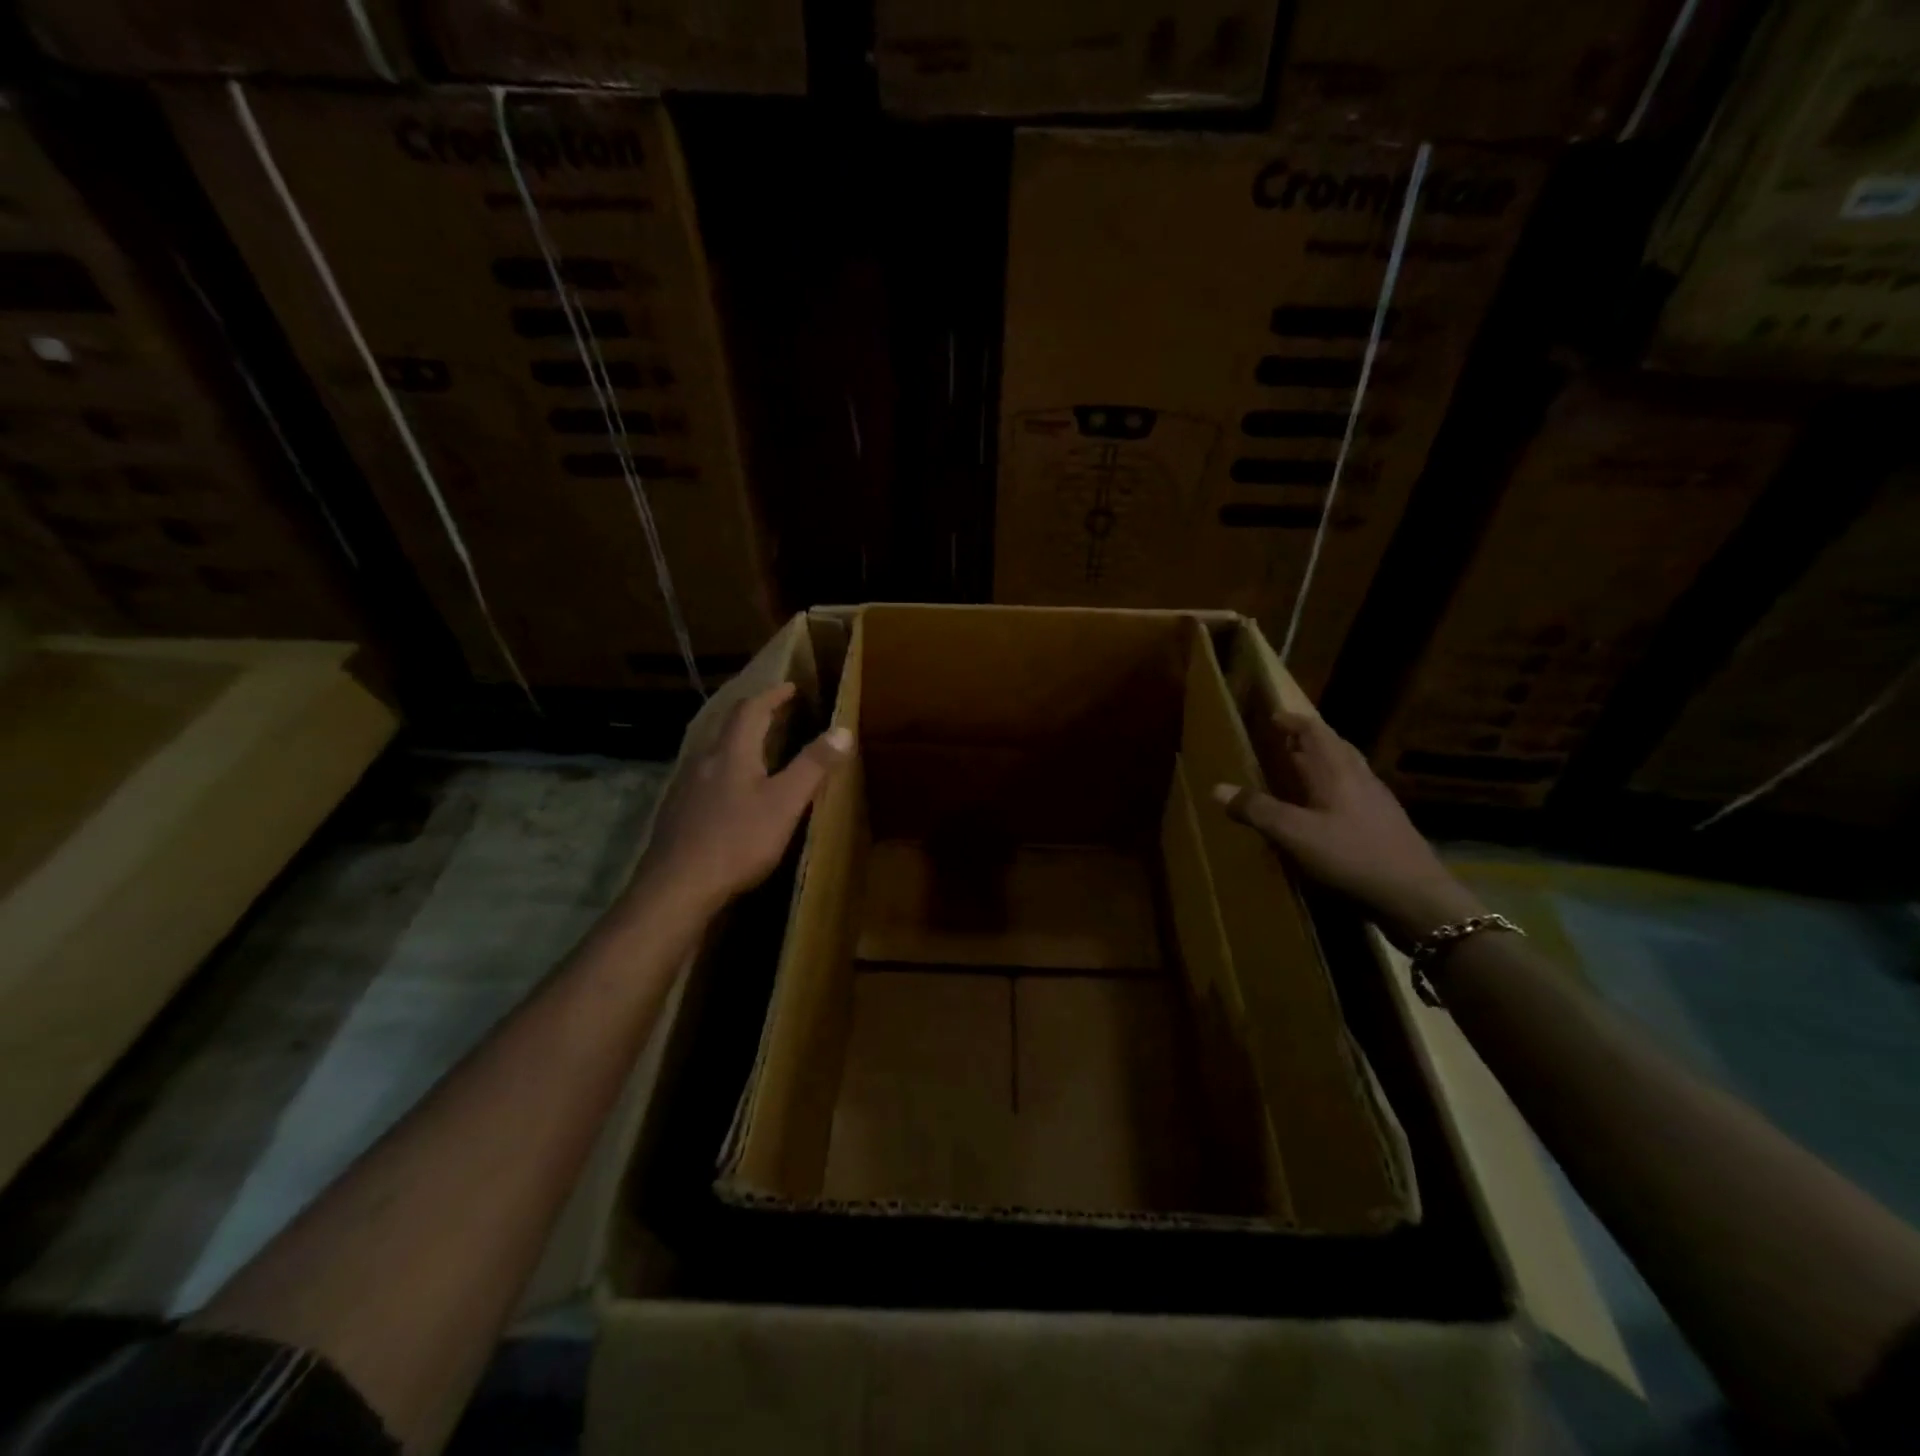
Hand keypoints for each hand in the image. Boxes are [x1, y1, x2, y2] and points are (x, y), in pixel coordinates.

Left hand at [637, 682, 851, 914]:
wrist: (676, 887)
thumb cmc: (737, 841)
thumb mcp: (785, 803)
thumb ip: (813, 765)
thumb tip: (843, 729)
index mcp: (732, 752)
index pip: (751, 709)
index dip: (772, 695)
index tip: (791, 687)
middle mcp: (704, 761)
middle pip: (729, 727)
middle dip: (755, 716)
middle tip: (779, 715)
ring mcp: (686, 787)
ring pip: (715, 753)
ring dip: (739, 744)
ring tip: (760, 751)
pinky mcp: (677, 812)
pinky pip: (705, 778)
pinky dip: (726, 771)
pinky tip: (732, 793)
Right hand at [1212, 711, 1482, 948]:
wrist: (1416, 900)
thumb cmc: (1351, 857)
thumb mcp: (1294, 834)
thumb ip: (1257, 809)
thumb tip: (1217, 788)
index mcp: (1338, 772)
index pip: (1316, 732)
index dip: (1294, 722)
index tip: (1274, 717)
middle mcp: (1360, 780)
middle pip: (1335, 749)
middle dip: (1308, 742)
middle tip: (1283, 744)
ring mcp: (1378, 804)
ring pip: (1347, 773)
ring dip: (1322, 767)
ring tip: (1299, 776)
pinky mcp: (1386, 828)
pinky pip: (1354, 796)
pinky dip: (1333, 793)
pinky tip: (1323, 815)